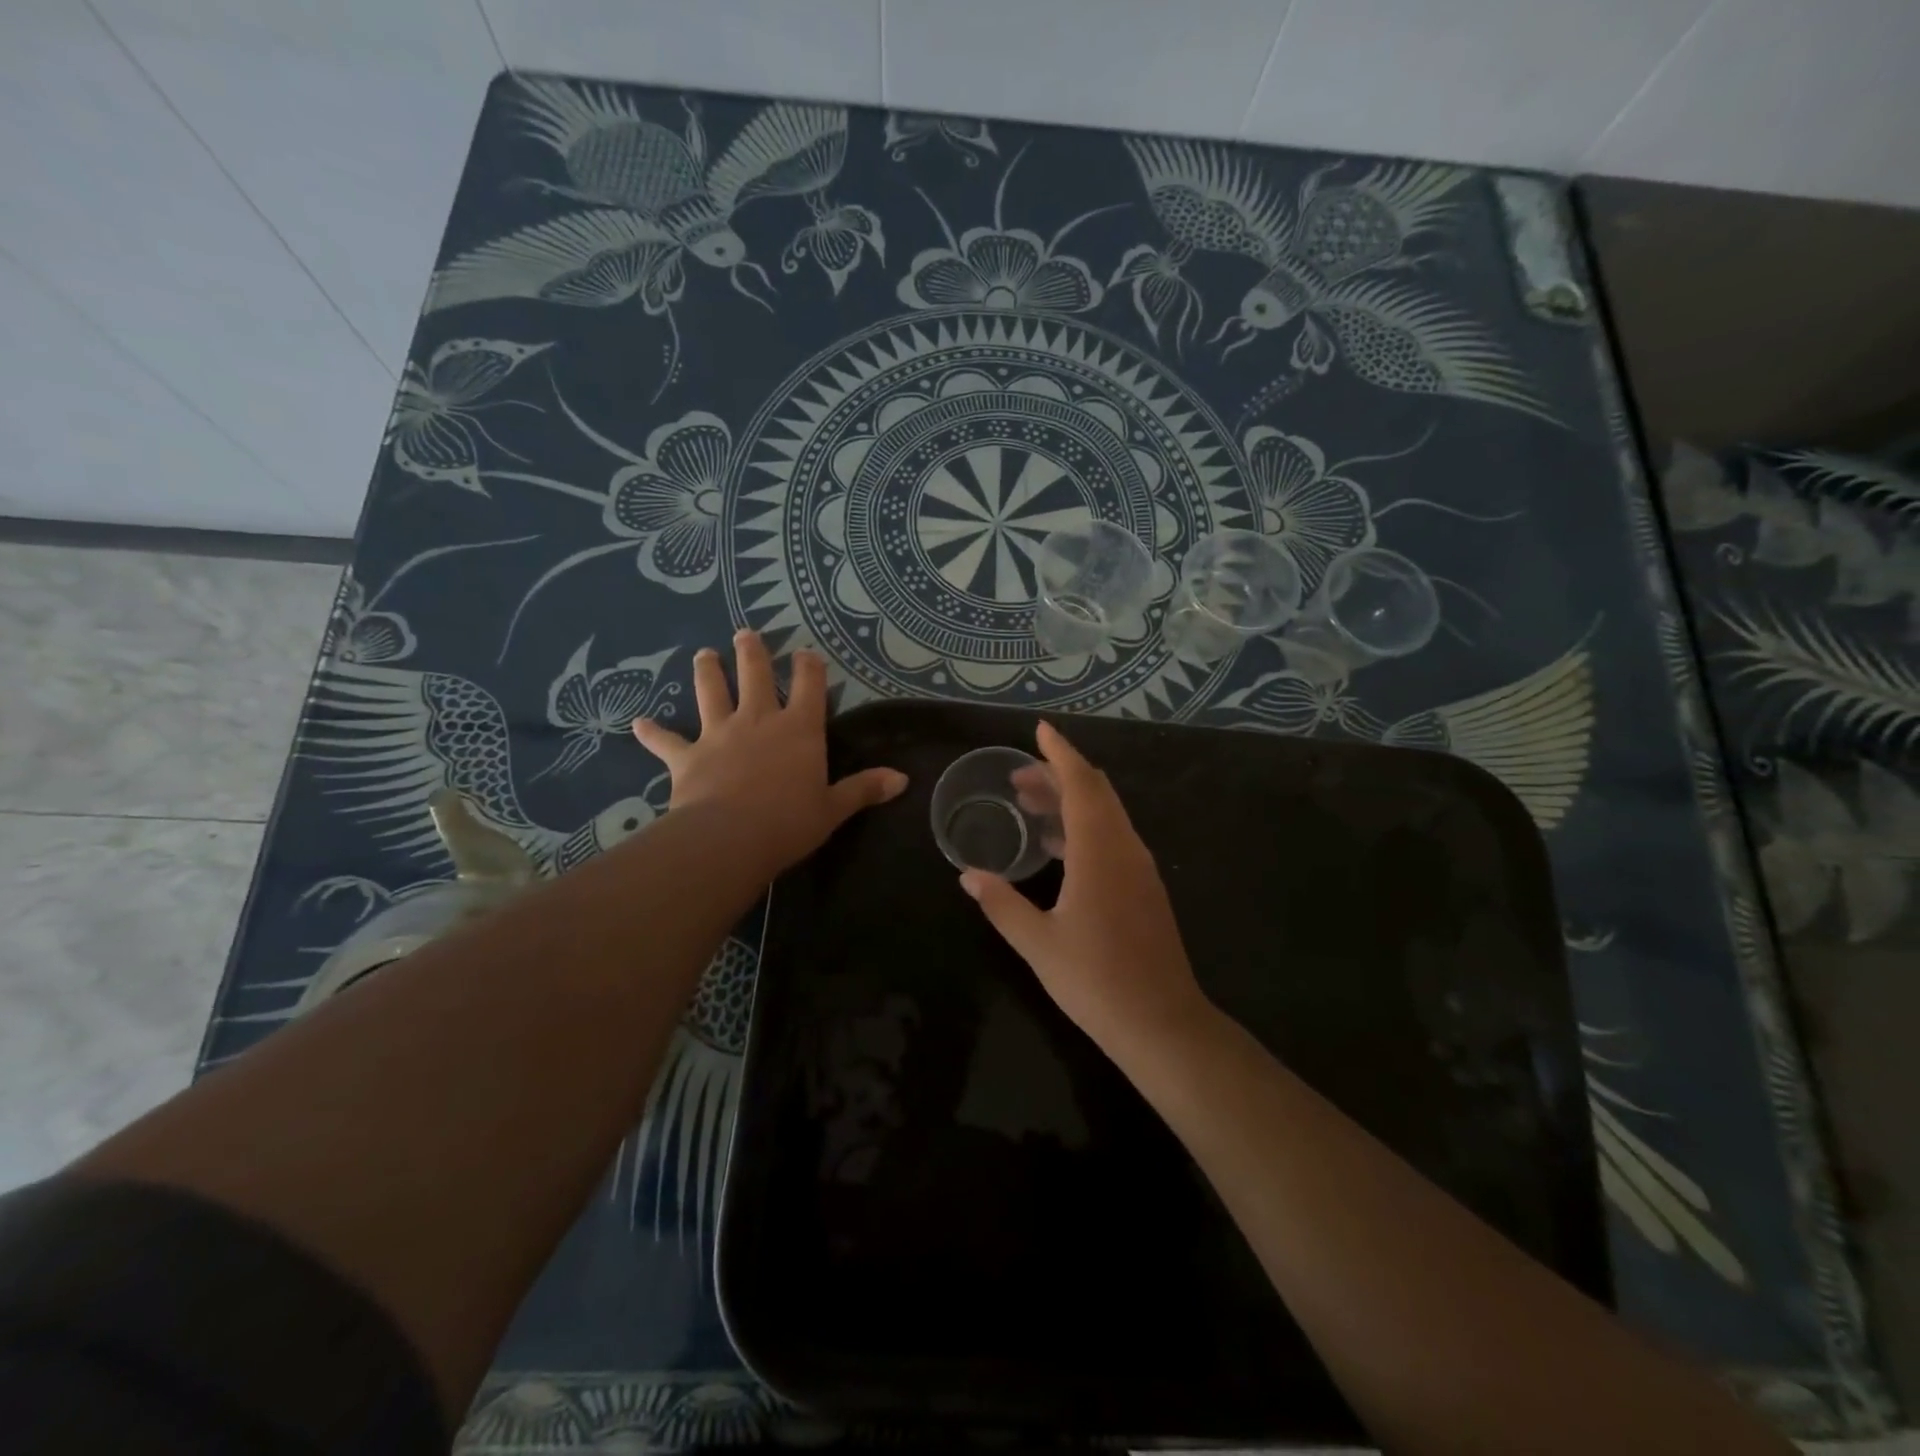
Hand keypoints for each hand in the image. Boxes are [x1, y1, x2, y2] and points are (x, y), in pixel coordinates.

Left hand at [632, 630, 906, 875]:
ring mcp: (719, 735)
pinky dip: (652, 732)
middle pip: (755, 676)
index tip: (805, 652)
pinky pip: (666, 741)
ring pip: (711, 693)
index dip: (809, 666)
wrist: (730, 839)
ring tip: (703, 654)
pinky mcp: (687, 757)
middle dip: (752, 652)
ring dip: (707, 672)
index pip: (809, 686)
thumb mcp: (833, 808)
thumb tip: (902, 780)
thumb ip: (864, 789)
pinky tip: (637, 722)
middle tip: (745, 634)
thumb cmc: (789, 822)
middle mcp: (759, 721)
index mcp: (799, 729)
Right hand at [960, 721, 1209, 1055]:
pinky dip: (1084, 826)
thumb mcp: (1038, 943)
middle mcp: (1124, 848)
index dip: (1060, 753)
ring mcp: (1139, 868)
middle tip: (1018, 775)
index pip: (1081, 783)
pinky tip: (1057, 847)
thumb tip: (968, 875)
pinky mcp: (1144, 888)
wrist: (1162, 1023)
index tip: (1039, 730)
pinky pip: (1113, 838)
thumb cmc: (1096, 980)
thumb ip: (1001, 904)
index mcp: (1099, 851)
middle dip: (1058, 775)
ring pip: (1106, 814)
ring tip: (1029, 803)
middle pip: (1095, 792)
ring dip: (1070, 801)